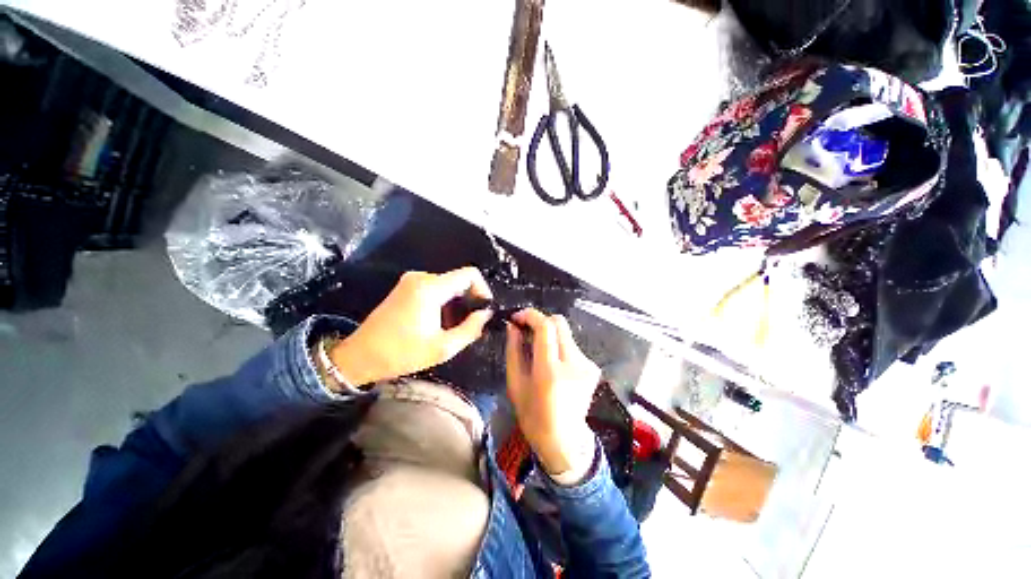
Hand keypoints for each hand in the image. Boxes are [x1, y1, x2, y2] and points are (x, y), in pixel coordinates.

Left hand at [329, 267, 492, 387]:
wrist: (360, 356)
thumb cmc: (401, 353)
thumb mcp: (443, 347)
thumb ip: (471, 329)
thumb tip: (486, 314)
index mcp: (430, 288)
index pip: (470, 274)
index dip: (483, 290)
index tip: (483, 310)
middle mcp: (421, 277)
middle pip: (459, 280)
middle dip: (470, 301)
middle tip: (471, 325)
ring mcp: (412, 281)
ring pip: (449, 286)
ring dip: (457, 304)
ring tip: (454, 328)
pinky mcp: (406, 288)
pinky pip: (436, 289)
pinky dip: (445, 303)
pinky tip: (441, 323)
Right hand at [506, 309, 600, 480]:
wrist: (564, 440)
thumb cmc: (533, 415)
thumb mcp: (515, 384)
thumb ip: (514, 350)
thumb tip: (512, 326)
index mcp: (550, 371)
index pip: (545, 327)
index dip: (530, 315)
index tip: (517, 318)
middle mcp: (573, 364)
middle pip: (559, 323)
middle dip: (540, 321)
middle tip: (526, 331)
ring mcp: (587, 365)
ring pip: (565, 333)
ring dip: (550, 336)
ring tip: (539, 353)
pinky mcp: (593, 368)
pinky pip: (572, 346)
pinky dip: (560, 347)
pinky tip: (554, 364)